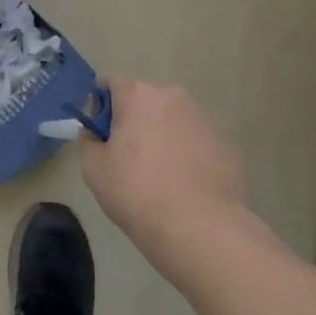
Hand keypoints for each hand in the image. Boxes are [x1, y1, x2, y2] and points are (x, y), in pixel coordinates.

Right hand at [80, 80, 248, 278]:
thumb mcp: (93, 169)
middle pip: (145, 101)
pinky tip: (186, 186)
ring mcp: (204, 119)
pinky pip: (197, 141)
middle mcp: (173, 97)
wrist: (202, 229)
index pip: (111, 85)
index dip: (101, 108)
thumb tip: (95, 134)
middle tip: (129, 159)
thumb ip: (88, 141)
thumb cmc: (137, 192)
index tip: (102, 137)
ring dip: (163, 136)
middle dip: (135, 121)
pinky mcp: (227, 145)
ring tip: (161, 176)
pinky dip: (188, 154)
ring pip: (173, 120)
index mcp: (138, 95)